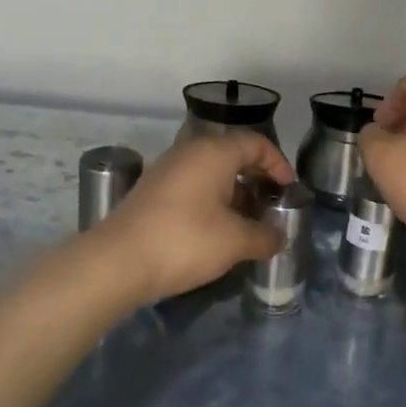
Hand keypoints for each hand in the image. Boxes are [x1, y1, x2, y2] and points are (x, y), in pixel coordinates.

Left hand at [91, 132, 292, 301]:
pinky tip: (217, 230)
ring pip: (211, 172)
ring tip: (247, 222)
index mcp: (214, 152)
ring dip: (234, 192)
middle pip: (232, 155)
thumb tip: (278, 236)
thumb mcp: (235, 242)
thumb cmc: (185, 241)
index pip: (255, 143)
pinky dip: (212, 200)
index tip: (288, 188)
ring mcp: (167, 171)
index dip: (277, 163)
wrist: (116, 263)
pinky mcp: (152, 192)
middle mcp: (190, 152)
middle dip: (256, 178)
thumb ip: (265, 236)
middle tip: (271, 203)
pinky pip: (193, 186)